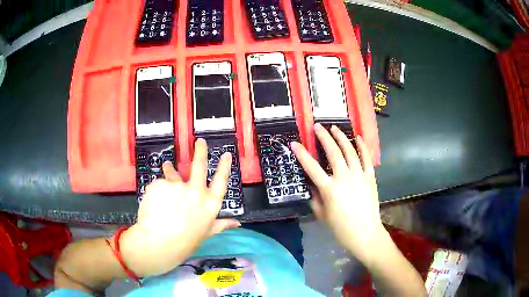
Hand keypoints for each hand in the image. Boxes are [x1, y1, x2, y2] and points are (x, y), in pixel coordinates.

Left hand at [120, 138, 240, 276]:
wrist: (159, 243)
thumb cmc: (185, 241)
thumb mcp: (207, 233)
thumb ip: (221, 224)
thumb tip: (238, 223)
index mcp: (209, 204)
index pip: (221, 182)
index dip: (224, 167)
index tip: (226, 155)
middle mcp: (196, 191)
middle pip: (199, 165)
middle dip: (200, 151)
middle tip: (200, 141)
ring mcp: (178, 186)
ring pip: (173, 174)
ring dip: (170, 170)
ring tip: (167, 166)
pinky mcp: (160, 184)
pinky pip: (159, 184)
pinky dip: (157, 191)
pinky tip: (154, 202)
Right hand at [291, 124, 385, 262]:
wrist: (365, 233)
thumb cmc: (341, 227)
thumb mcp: (322, 214)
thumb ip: (315, 197)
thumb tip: (312, 184)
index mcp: (329, 189)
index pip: (312, 167)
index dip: (302, 154)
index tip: (295, 143)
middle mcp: (344, 178)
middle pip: (333, 152)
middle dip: (324, 137)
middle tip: (317, 127)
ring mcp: (359, 175)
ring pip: (350, 151)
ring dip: (341, 137)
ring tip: (334, 128)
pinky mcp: (370, 177)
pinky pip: (366, 158)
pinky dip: (362, 146)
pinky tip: (358, 137)